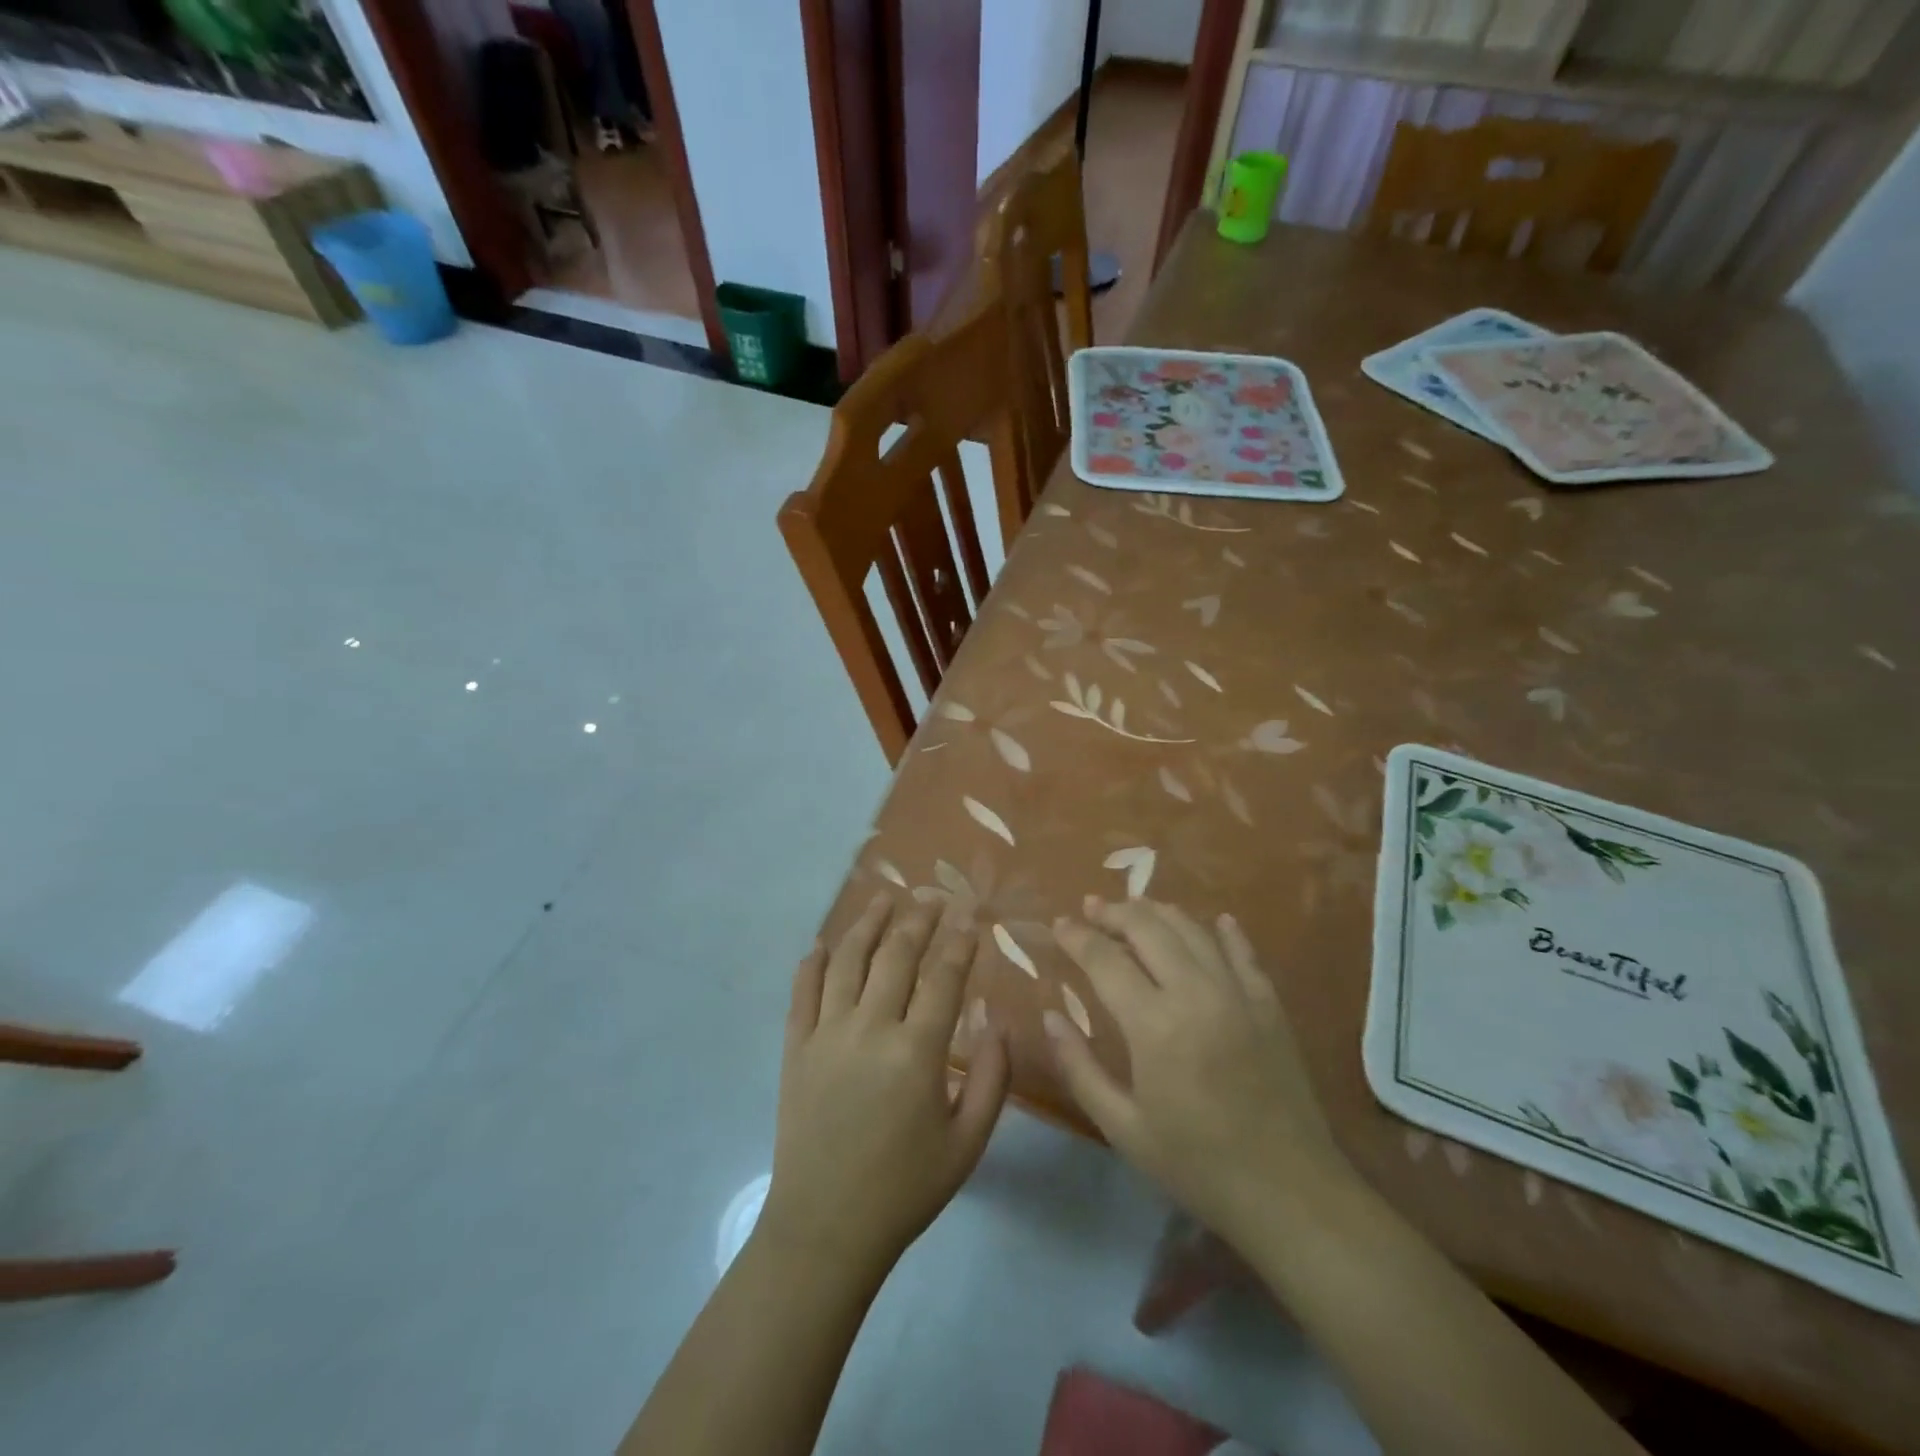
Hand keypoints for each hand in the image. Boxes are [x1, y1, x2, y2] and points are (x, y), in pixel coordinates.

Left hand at [762, 896, 1009, 1278]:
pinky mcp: (795, 1048)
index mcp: (917, 1052)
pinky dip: (814, 963)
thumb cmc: (904, 1189)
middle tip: (931, 896)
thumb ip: (992, 1080)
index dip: (959, 942)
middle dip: (918, 919)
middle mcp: (870, 1029)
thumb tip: (998, 1022)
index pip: (943, 977)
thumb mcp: (967, 1144)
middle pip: (896, 955)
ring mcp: (826, 1034)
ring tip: (883, 898)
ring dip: (867, 923)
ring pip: (848, 961)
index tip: (969, 916)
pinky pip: (802, 992)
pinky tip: (824, 945)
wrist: (826, 1229)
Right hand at [1044, 897, 1352, 1245]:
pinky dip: (1225, 932)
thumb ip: (1079, 1068)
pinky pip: (1243, 952)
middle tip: (1091, 908)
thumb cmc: (1197, 1165)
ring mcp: (1238, 993)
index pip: (1105, 960)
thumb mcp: (1123, 1129)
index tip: (1059, 924)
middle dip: (1114, 912)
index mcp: (1154, 1024)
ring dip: (1159, 912)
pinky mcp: (1269, 1004)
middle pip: (1148, 928)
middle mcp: (1195, 993)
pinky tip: (1215, 921)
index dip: (1078, 937)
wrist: (1289, 1193)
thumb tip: (1049, 1018)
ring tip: (1135, 909)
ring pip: (1192, 930)